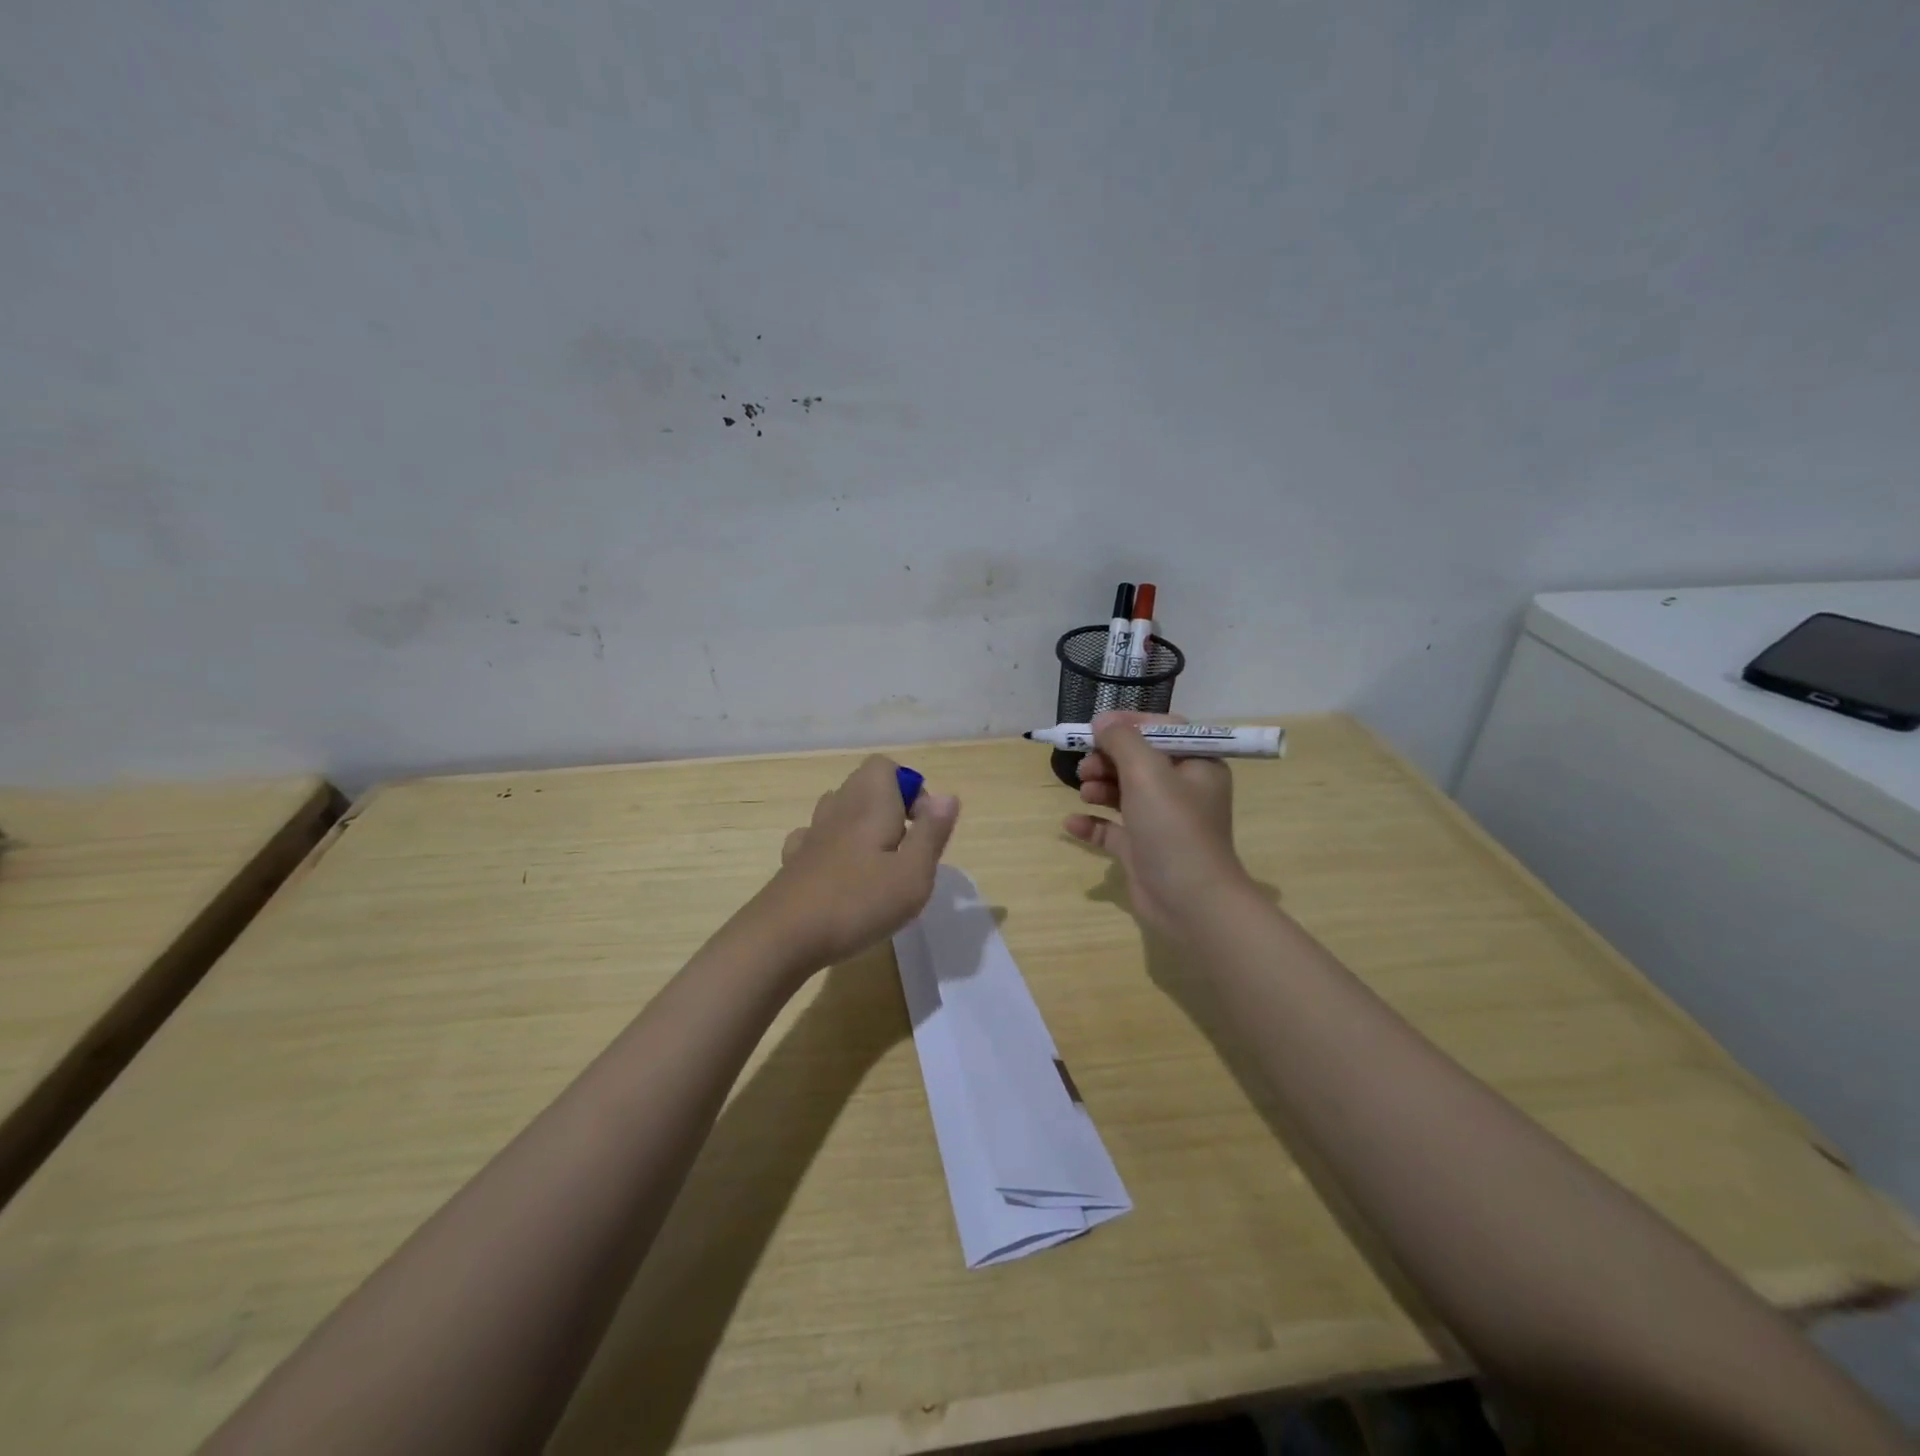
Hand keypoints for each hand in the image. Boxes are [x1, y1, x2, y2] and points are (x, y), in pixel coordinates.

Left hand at [759, 755, 960, 969]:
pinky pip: (818, 837)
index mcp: (870, 803)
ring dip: (863, 826)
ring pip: (841, 809)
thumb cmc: (858, 903)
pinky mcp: (794, 860)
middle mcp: (839, 808)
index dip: (910, 788)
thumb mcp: (913, 874)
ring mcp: (811, 833)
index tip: (921, 828)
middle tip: (906, 850)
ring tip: (878, 864)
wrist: (783, 936)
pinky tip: (841, 876)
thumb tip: (947, 797)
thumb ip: (932, 832)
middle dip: (890, 808)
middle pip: (864, 785)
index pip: (886, 766)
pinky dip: (834, 847)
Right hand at [1065, 712, 1254, 937]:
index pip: (1162, 730)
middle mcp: (1182, 790)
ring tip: (1084, 793)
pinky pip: (1112, 828)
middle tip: (1085, 766)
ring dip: (1099, 787)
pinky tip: (1071, 823)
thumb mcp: (1147, 773)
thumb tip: (1102, 721)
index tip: (1096, 727)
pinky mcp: (1143, 849)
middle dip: (1108, 759)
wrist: (1191, 902)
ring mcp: (1161, 821)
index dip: (1129, 724)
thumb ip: (1122, 740)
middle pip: (1138, 760)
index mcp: (1197, 765)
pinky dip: (1092, 823)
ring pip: (1124, 792)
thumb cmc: (1174, 828)